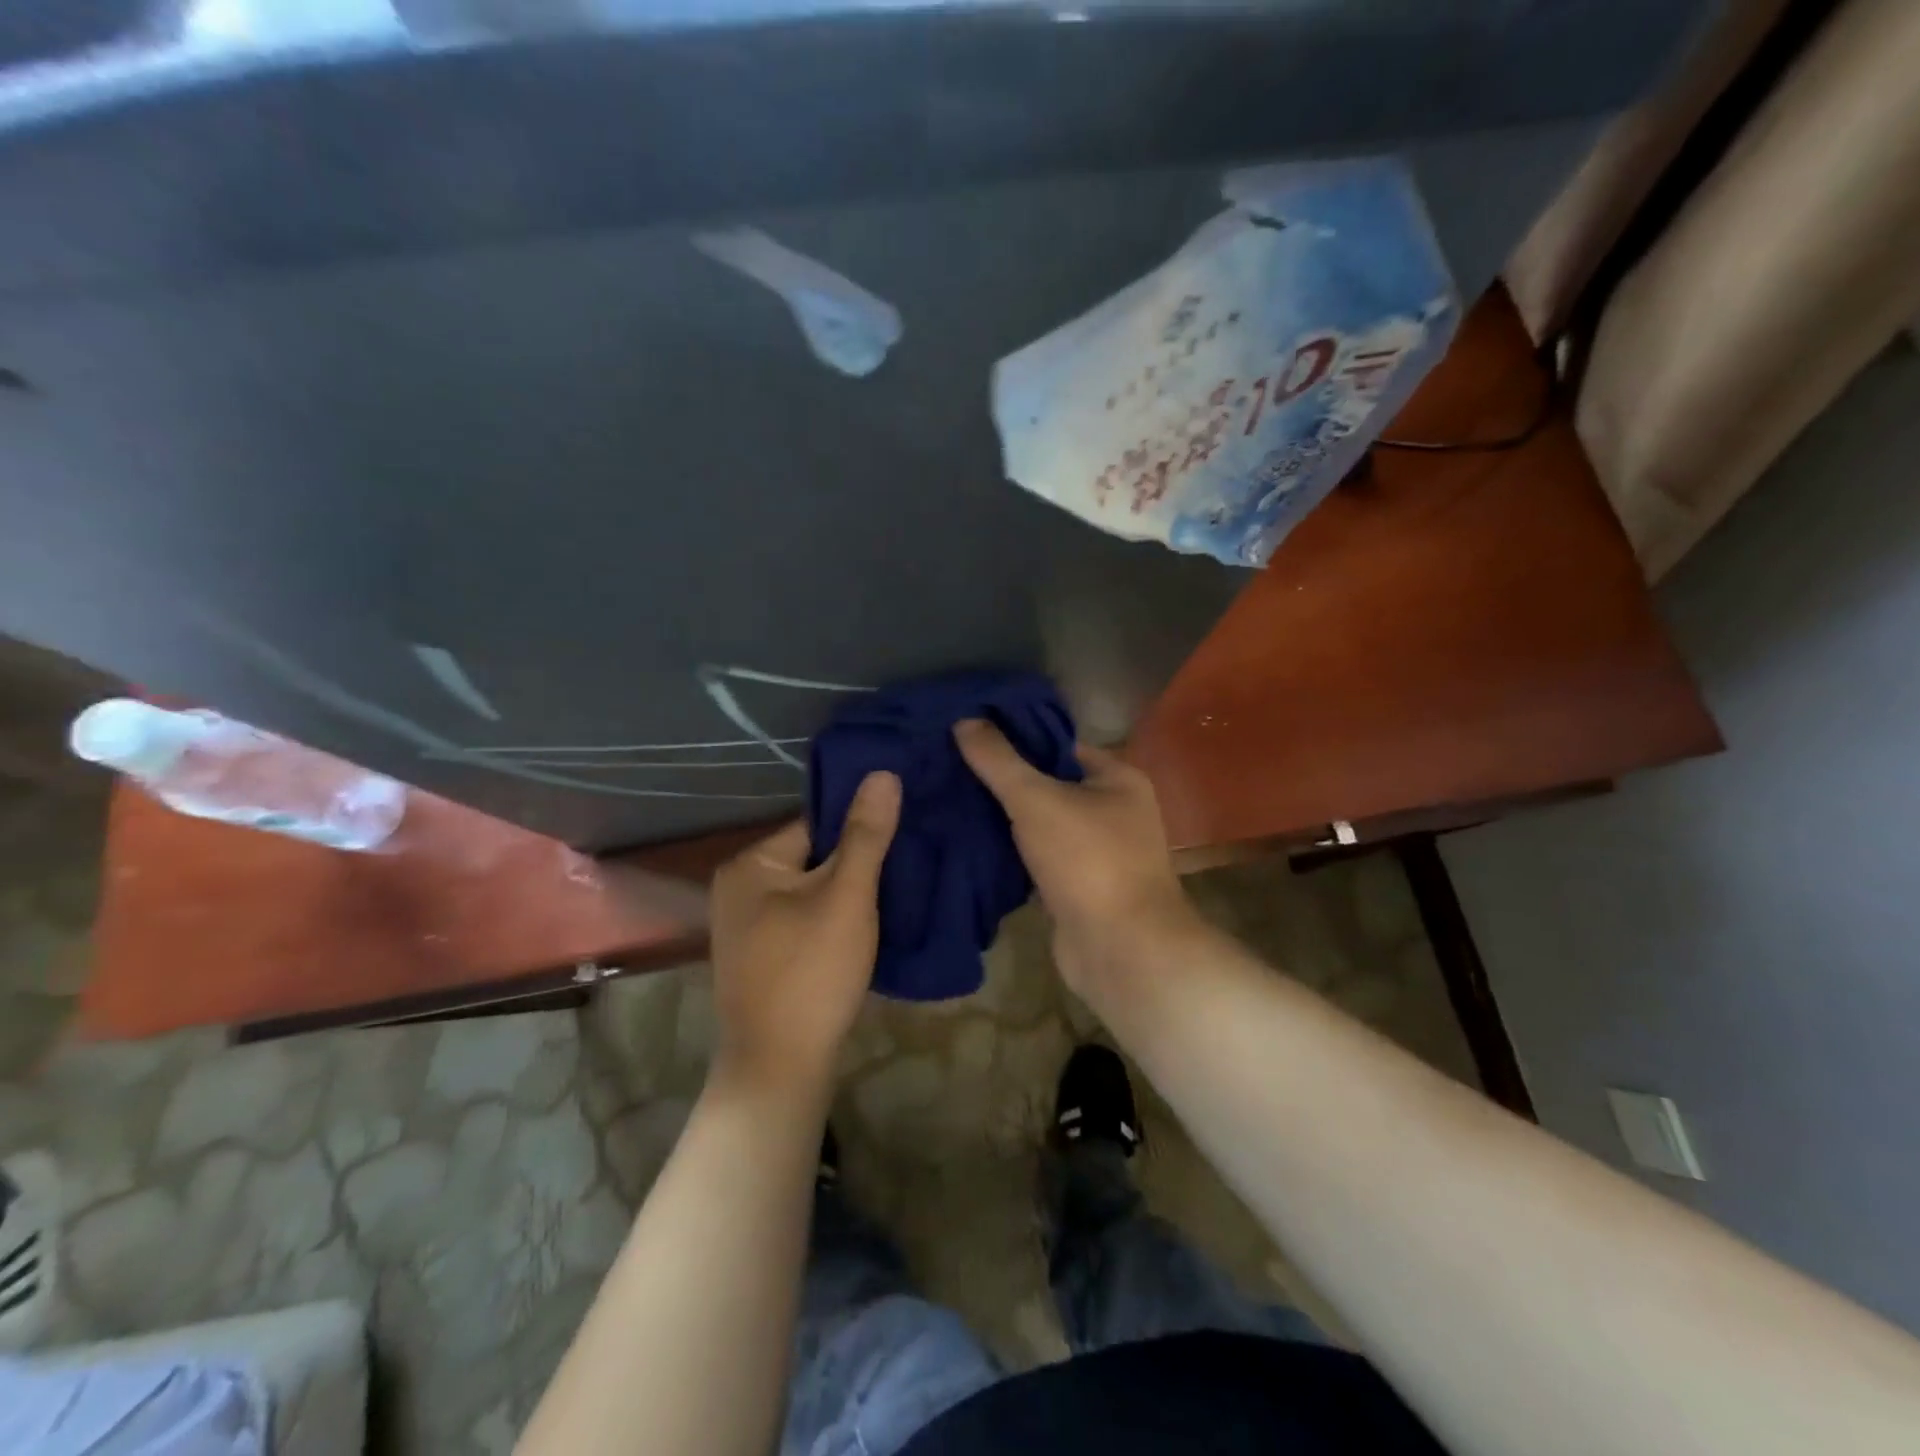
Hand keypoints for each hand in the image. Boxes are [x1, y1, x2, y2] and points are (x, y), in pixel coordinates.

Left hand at [707, 771, 900, 1098]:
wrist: (780, 1068)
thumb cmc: (811, 972)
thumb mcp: (847, 896)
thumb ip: (866, 835)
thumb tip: (883, 772)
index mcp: (751, 863)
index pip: (816, 823)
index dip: (862, 826)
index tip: (907, 826)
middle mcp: (740, 887)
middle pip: (815, 856)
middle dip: (859, 861)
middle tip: (911, 858)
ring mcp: (749, 925)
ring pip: (814, 890)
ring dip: (851, 891)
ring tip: (900, 887)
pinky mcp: (764, 956)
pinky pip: (807, 918)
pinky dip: (836, 917)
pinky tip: (870, 924)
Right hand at [954, 719, 1198, 993]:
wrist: (1120, 950)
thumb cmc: (1087, 860)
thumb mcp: (1037, 799)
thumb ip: (999, 760)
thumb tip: (964, 719)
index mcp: (1116, 778)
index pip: (1058, 744)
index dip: (1014, 737)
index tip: (968, 733)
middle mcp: (1112, 810)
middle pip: (1047, 784)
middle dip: (1003, 779)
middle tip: (949, 766)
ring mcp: (1096, 852)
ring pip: (1040, 823)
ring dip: (1003, 818)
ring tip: (950, 798)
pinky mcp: (1076, 886)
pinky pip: (1037, 857)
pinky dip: (1009, 852)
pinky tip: (968, 841)